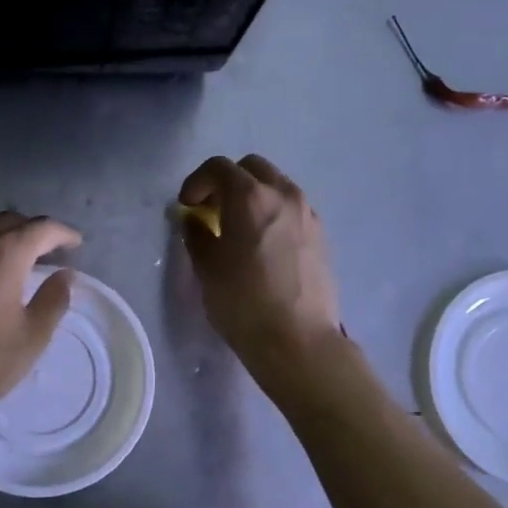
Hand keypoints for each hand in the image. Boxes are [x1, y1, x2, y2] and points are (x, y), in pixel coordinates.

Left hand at [0, 212, 81, 432]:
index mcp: (3, 253)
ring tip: (7, 254)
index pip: (41, 228)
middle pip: (7, 220)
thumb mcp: (28, 341)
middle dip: (31, 231)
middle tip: (44, 252)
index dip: (63, 233)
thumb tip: (64, 275)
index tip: (74, 244)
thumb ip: (52, 302)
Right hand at [177, 155, 341, 389]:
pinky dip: (273, 213)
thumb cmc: (243, 302)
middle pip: (252, 168)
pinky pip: (291, 208)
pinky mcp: (320, 234)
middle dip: (227, 182)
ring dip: (253, 196)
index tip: (187, 205)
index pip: (218, 167)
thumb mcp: (207, 267)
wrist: (297, 340)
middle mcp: (283, 194)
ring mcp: (307, 213)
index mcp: (250, 196)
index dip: (197, 182)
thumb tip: (195, 220)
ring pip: (276, 185)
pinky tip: (263, 244)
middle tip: (212, 210)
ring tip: (238, 227)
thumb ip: (197, 233)